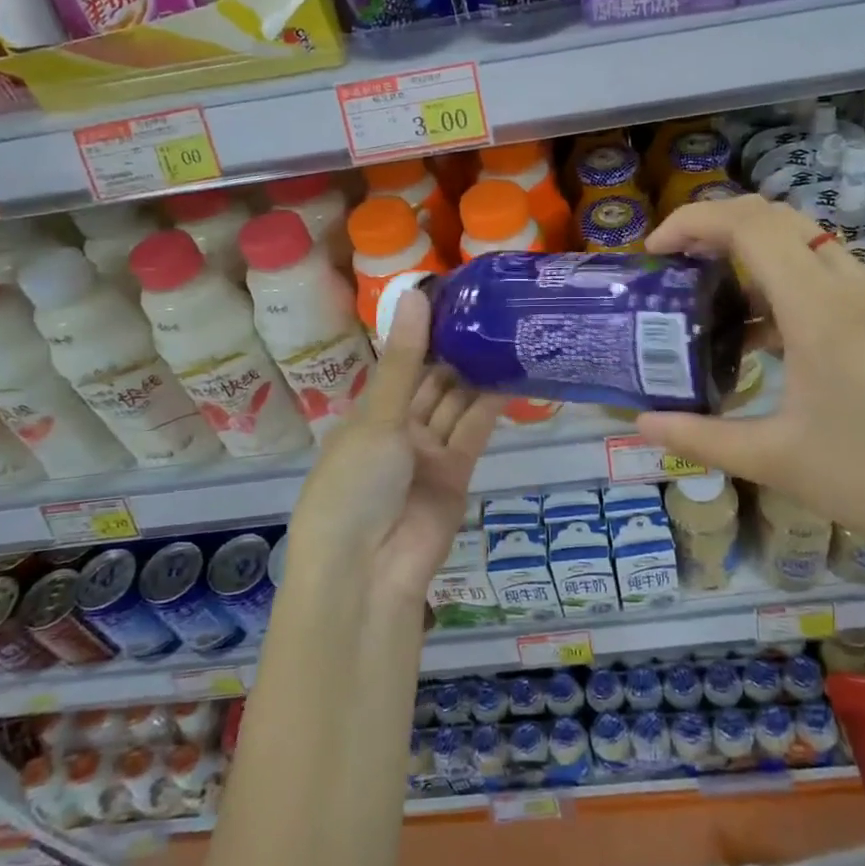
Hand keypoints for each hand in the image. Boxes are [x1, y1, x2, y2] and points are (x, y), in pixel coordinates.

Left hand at [287, 291, 505, 605]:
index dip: (423, 332)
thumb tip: (415, 294)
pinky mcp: (457, 474)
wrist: (367, 571)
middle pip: (431, 382)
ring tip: (505, 331)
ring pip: (455, 404)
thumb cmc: (354, 484)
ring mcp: (428, 454)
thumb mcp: (377, 417)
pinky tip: (510, 371)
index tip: (453, 295)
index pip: (400, 364)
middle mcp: (398, 430)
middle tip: (489, 308)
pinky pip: (473, 431)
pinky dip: (490, 404)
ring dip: (475, 373)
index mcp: (368, 414)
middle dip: (454, 350)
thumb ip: (405, 360)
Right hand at [635, 195, 864, 610]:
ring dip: (752, 255)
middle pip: (775, 219)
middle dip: (717, 226)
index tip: (653, 252)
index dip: (692, 221)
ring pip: (805, 245)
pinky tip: (764, 338)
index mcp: (820, 306)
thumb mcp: (778, 461)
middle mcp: (852, 284)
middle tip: (675, 265)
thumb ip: (700, 437)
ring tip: (710, 301)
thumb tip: (641, 425)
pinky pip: (829, 276)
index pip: (748, 224)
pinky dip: (784, 284)